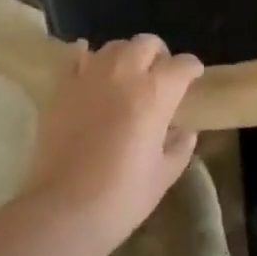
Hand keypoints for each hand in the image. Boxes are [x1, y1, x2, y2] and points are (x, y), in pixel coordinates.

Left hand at [18, 34, 203, 255]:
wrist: (63, 212)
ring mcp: (91, 76)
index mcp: (155, 94)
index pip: (182, 65)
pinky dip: (85, 56)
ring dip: (126, 55)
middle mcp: (125, 74)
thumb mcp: (162, 177)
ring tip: (126, 75)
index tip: (194, 76)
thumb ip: (179, 148)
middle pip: (147, 43)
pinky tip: (89, 66)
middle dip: (159, 55)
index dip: (192, 68)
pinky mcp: (63, 87)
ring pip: (115, 46)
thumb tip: (186, 131)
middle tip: (159, 75)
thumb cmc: (120, 198)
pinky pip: (75, 56)